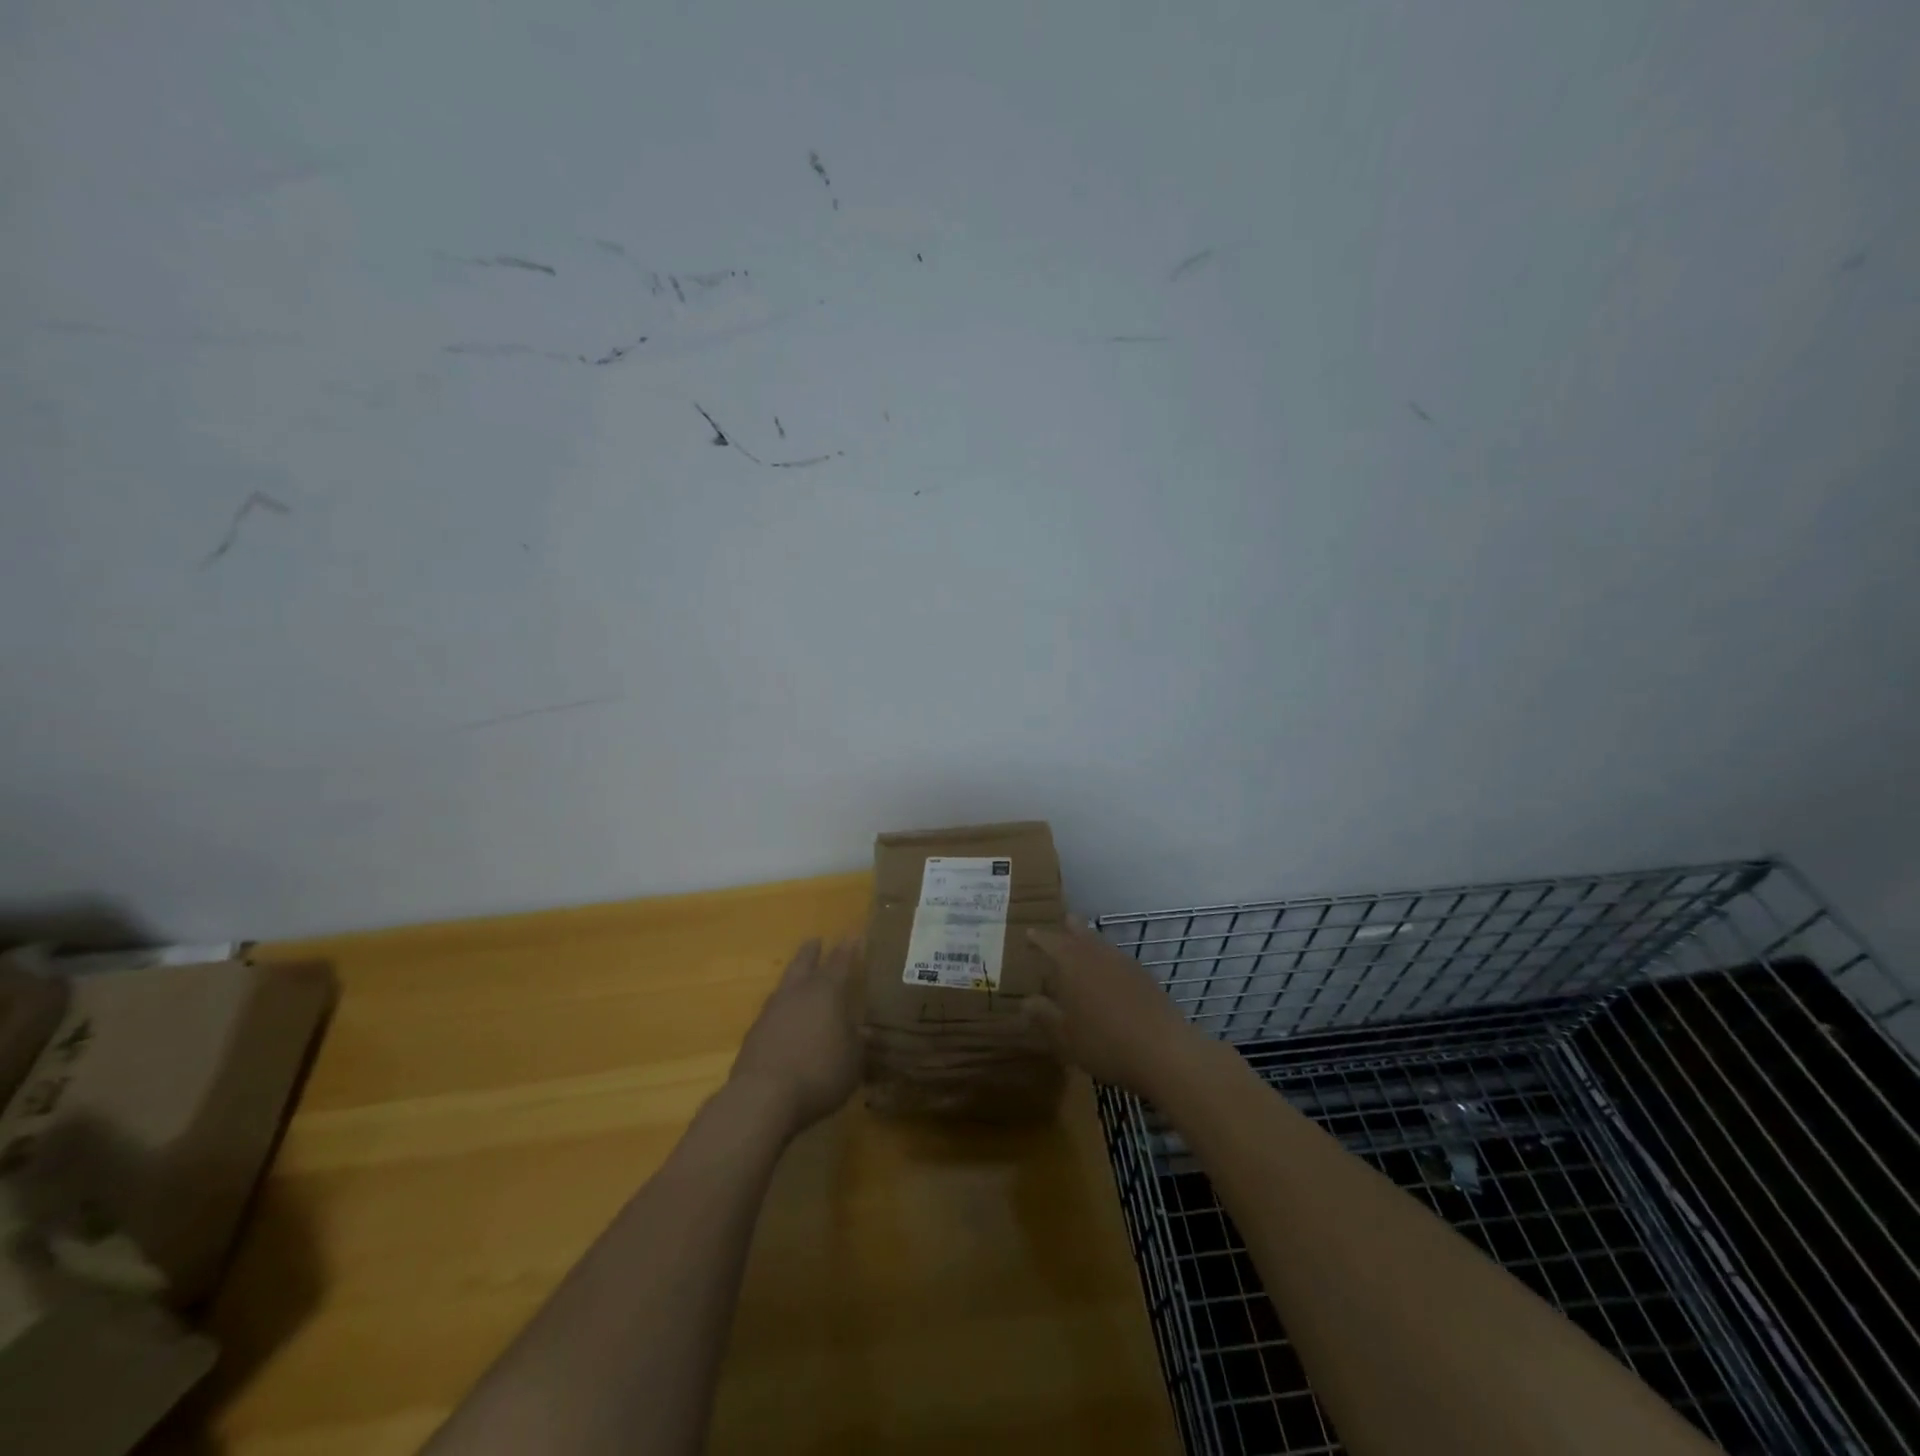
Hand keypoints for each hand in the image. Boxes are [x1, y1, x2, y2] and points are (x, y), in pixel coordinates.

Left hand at [729, 938, 862, 1136]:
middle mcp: (797, 993)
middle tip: (816, 941)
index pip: (840, 961)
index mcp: (826, 991)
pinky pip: (772, 1011)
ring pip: (784, 984)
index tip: (854, 936)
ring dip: (794, 977)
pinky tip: (785, 1020)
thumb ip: (858, 1043)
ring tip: (800, 978)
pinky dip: (782, 1009)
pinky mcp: (754, 1034)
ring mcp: (771, 1011)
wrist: (763, 1097)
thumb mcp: (853, 1061)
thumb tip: (864, 1032)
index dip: (848, 948)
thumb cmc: (819, 1073)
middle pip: (803, 962)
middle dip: (812, 951)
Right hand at [1024, 919, 1209, 1098]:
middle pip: (1080, 932)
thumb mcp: (1064, 1035)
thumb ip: (1043, 1015)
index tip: (1028, 935)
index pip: (1049, 941)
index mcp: (1071, 962)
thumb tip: (1025, 1001)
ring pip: (1101, 943)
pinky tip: (1108, 977)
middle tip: (1060, 924)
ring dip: (1089, 942)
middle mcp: (1097, 954)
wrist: (1164, 1051)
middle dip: (1068, 928)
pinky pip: (1117, 959)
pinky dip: (1107, 960)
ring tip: (1081, 949)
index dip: (1037, 938)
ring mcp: (1124, 963)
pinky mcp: (1144, 977)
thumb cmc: (1104, 1042)